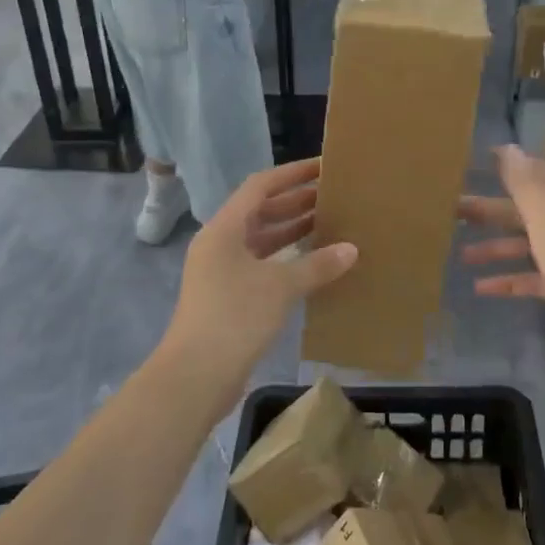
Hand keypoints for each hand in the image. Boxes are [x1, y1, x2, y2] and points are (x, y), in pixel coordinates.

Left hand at [163, 158, 357, 391]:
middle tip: (334, 194)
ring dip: (292, 230)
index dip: (292, 174)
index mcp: (224, 229)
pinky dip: (286, 259)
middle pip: (260, 211)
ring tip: (330, 222)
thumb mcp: (280, 287)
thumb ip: (316, 265)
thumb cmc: (234, 318)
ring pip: (261, 239)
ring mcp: (221, 272)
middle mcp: (220, 244)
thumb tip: (351, 249)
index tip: (322, 166)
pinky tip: (313, 263)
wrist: (194, 378)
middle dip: (296, 202)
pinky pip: (261, 265)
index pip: (260, 186)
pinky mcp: (228, 297)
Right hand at [458, 145, 544, 396]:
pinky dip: (510, 281)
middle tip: (455, 210)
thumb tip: (509, 147)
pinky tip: (482, 289)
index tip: (480, 160)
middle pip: (529, 212)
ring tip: (461, 254)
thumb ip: (526, 186)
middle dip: (493, 210)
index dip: (513, 166)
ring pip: (529, 247)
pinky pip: (534, 281)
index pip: (541, 175)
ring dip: (497, 248)